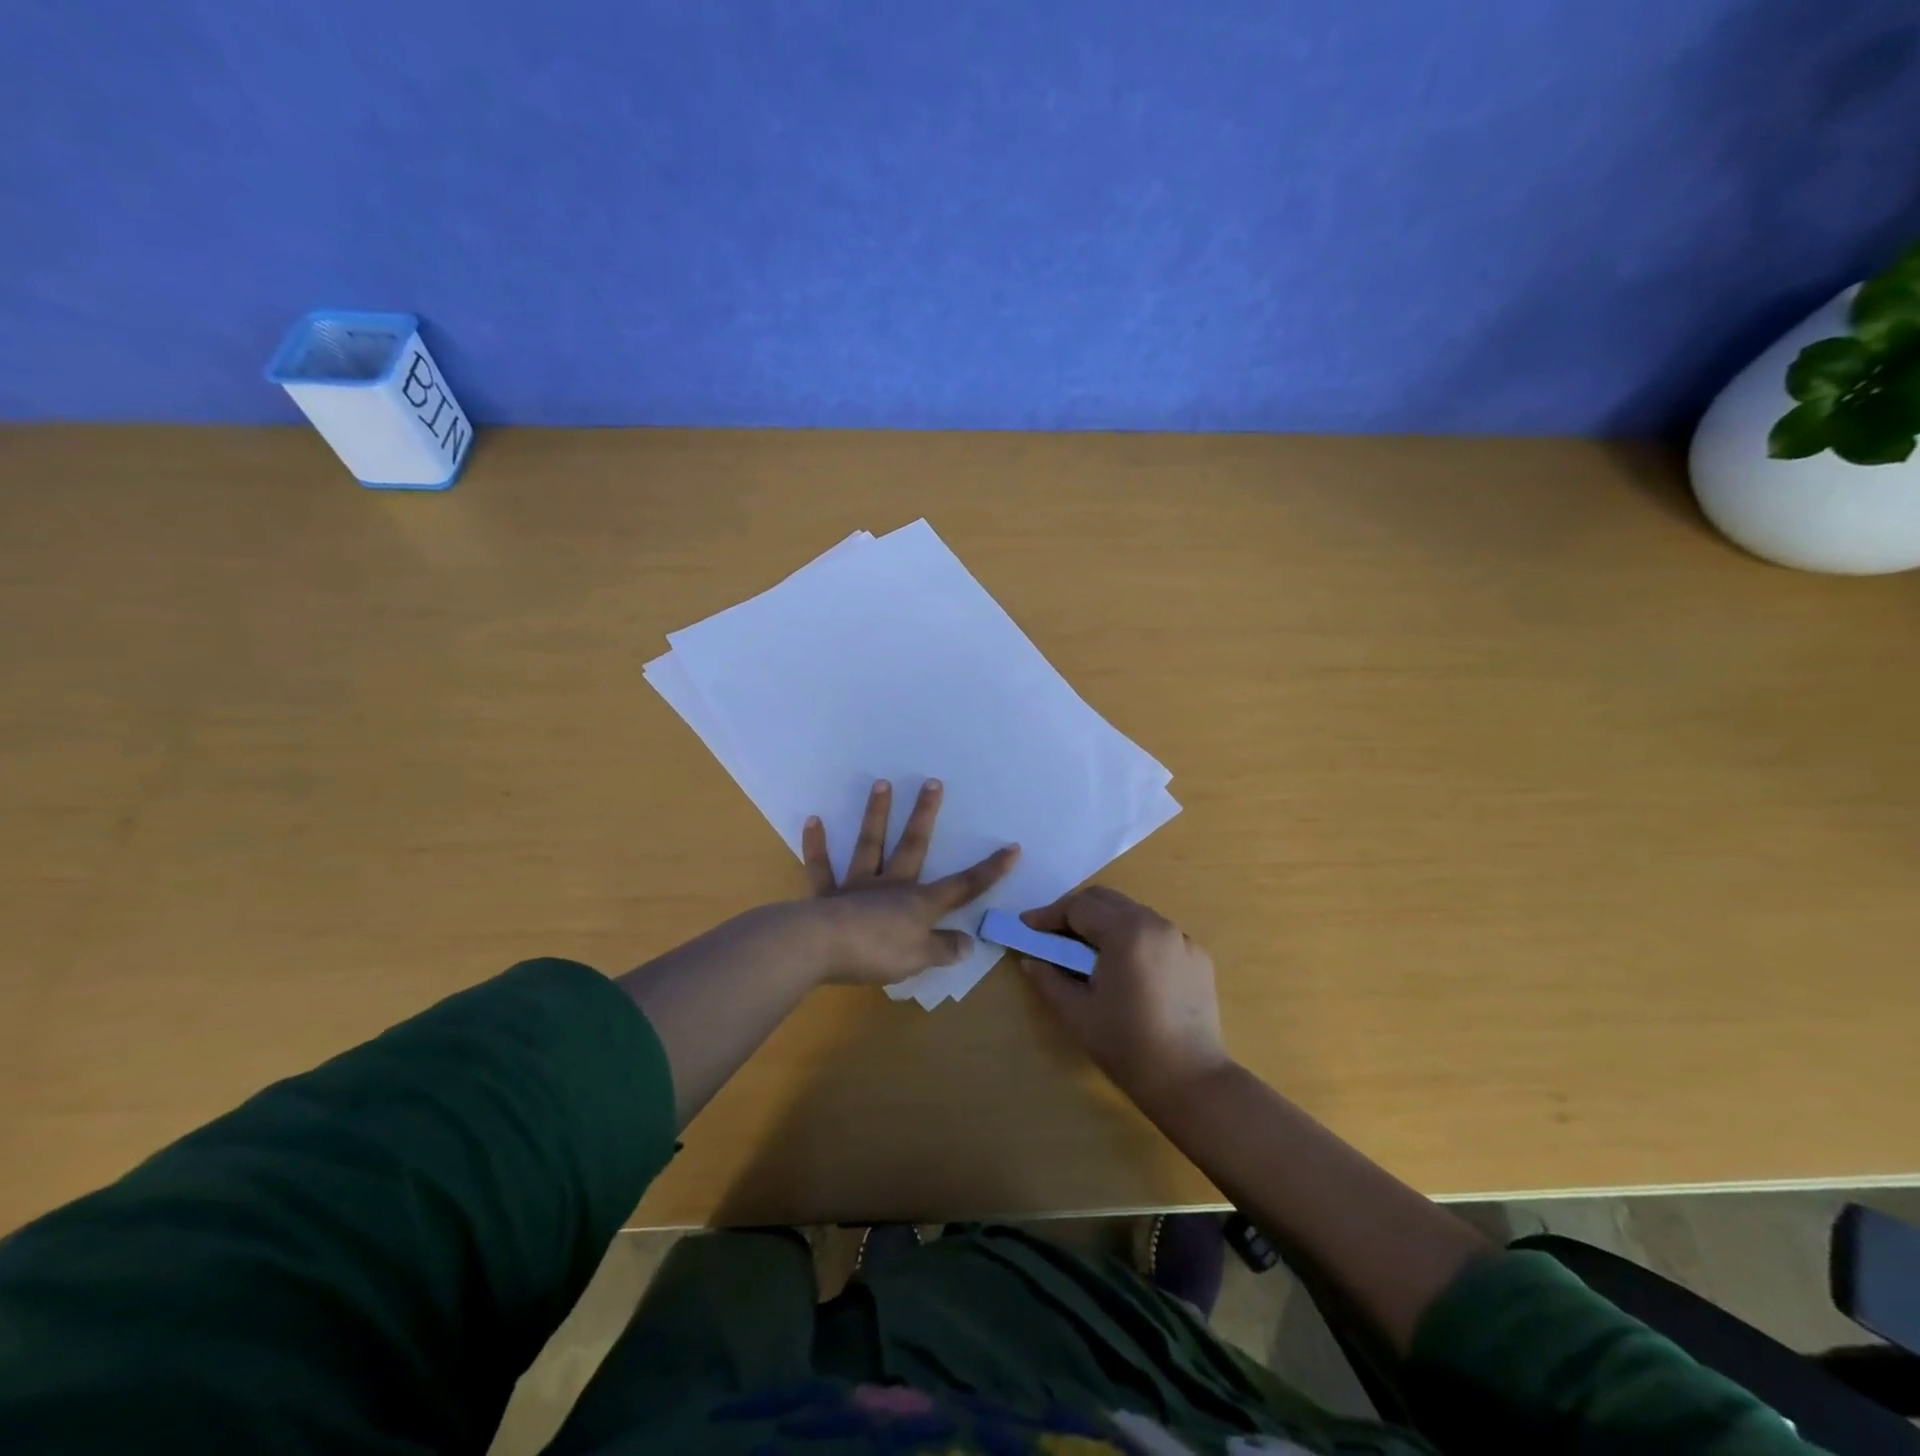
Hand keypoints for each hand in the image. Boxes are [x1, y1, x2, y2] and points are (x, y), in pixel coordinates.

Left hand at [800, 779, 1018, 985]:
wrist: (820, 948)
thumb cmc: (877, 953)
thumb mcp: (920, 959)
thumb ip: (944, 949)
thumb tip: (967, 942)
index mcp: (919, 903)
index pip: (963, 886)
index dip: (990, 870)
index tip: (1012, 848)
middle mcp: (892, 886)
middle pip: (913, 846)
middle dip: (926, 815)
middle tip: (933, 782)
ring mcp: (858, 887)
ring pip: (870, 844)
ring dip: (876, 814)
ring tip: (881, 783)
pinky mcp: (827, 896)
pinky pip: (822, 868)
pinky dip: (817, 845)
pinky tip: (813, 820)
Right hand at [1018, 886, 1229, 1104]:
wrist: (1190, 1080)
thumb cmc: (1127, 1045)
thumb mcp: (1077, 1013)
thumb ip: (1049, 979)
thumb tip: (1030, 960)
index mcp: (1125, 932)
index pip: (1078, 907)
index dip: (1048, 915)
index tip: (1027, 926)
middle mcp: (1155, 924)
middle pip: (1106, 900)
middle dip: (1075, 911)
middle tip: (1052, 934)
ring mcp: (1180, 938)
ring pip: (1132, 913)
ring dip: (1105, 922)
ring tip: (1087, 951)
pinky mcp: (1197, 955)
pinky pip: (1156, 933)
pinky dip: (1133, 938)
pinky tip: (1125, 967)